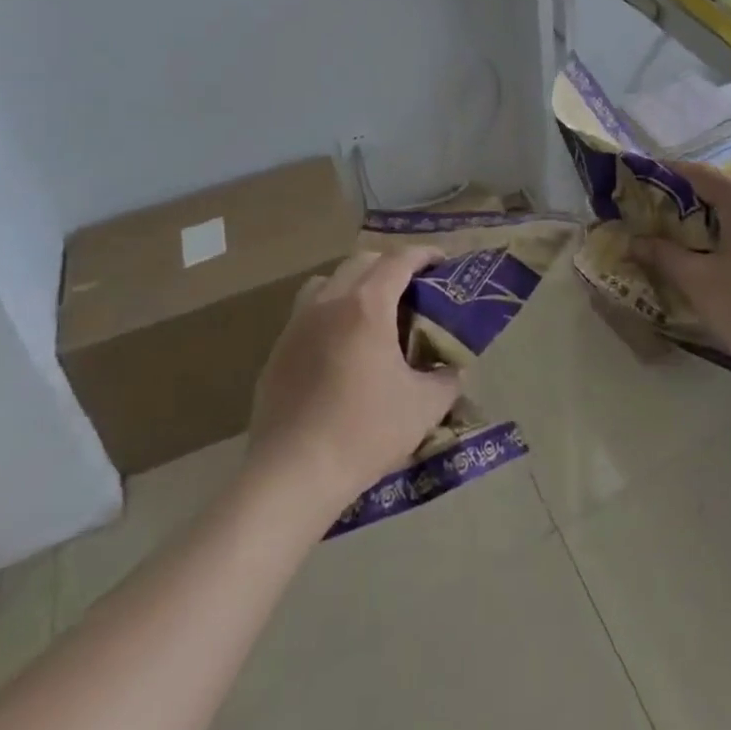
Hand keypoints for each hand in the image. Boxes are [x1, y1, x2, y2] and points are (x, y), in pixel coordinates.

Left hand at [248, 246, 460, 514]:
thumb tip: (453, 368)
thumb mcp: (424, 407)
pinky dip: (329, 314)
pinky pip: (307, 314)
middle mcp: (329, 302)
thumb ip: (447, 378)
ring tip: (371, 311)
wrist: (292, 476)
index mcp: (367, 305)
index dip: (424, 254)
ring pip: (328, 281)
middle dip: (390, 265)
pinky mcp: (277, 352)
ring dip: (354, 283)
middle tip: (411, 287)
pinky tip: (339, 350)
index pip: (399, 260)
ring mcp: (297, 325)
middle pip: (362, 261)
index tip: (441, 261)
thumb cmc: (364, 433)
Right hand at [634, 161, 730, 378]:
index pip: (700, 174)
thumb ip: (664, 256)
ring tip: (696, 241)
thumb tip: (634, 241)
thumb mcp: (699, 282)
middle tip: (664, 216)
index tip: (646, 175)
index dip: (670, 172)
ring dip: (721, 222)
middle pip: (726, 192)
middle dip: (694, 201)